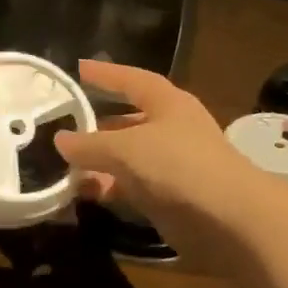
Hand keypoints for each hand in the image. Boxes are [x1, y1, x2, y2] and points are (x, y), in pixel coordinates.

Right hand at [53, 60, 286, 264]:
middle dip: (97, 125)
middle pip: (129, 121)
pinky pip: (132, 187)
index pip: (133, 80)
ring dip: (99, 161)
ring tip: (62, 165)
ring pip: (128, 158)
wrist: (228, 218)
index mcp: (169, 103)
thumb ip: (90, 144)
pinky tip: (85, 193)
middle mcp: (172, 129)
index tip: (78, 68)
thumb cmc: (178, 165)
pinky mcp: (171, 198)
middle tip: (61, 127)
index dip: (107, 74)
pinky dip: (110, 188)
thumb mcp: (126, 148)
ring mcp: (173, 165)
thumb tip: (60, 139)